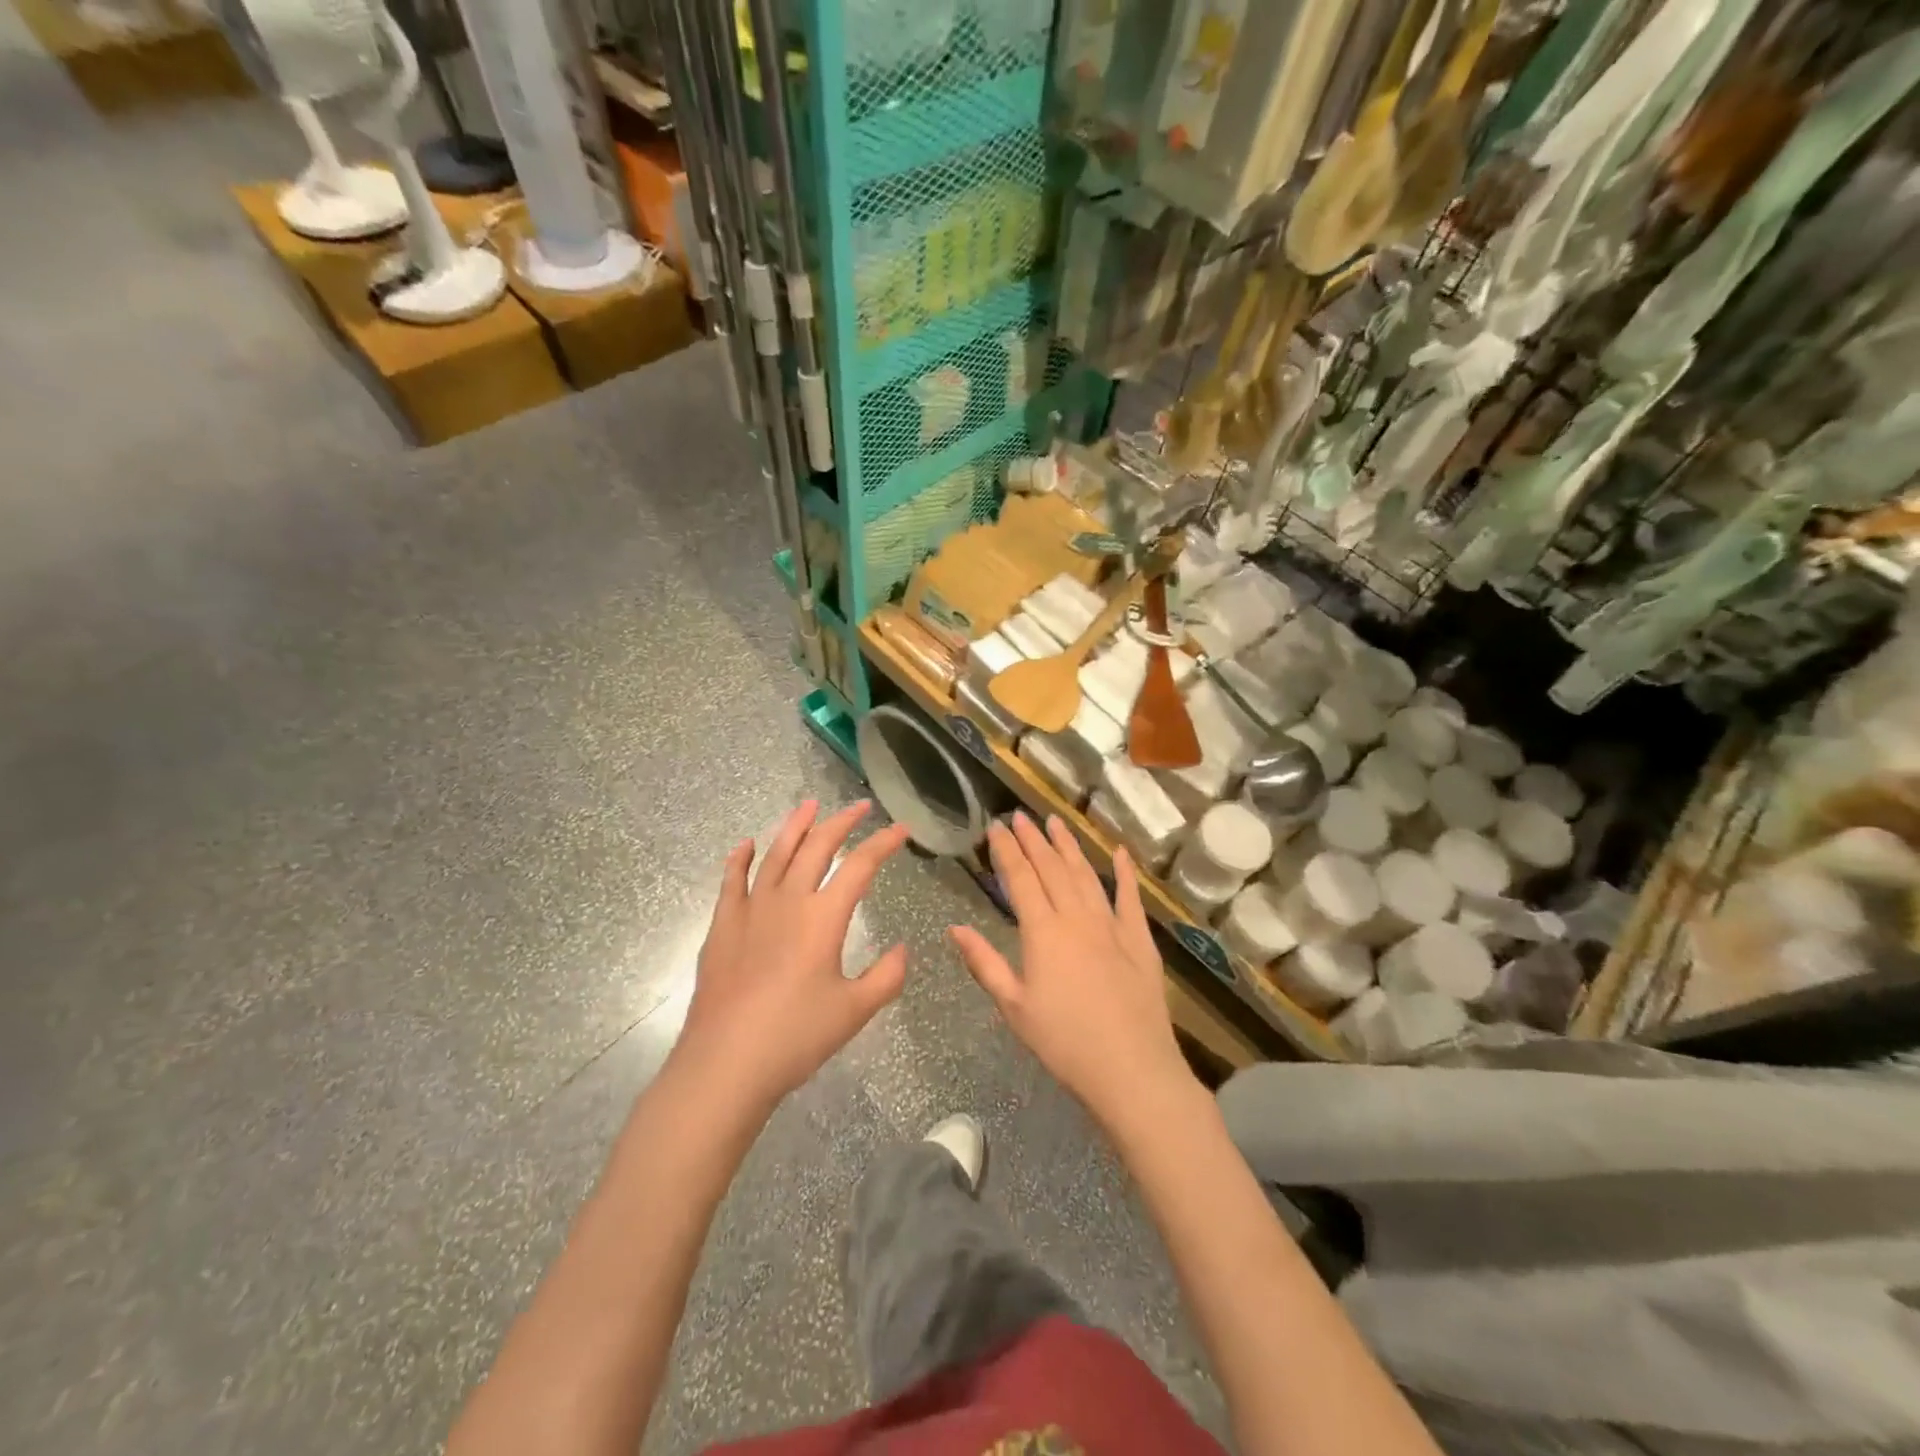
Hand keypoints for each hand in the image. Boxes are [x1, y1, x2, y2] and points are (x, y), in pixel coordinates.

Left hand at [678, 800, 911, 1109]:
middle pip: (817, 847)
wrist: (725, 1063)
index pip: (861, 865)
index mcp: (824, 917)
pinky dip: (741, 859)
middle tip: (860, 806)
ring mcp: (750, 909)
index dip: (883, 842)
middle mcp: (788, 901)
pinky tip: (746, 845)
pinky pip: (732, 881)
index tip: (901, 828)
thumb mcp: (855, 1011)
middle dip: (842, 821)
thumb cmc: (796, 1037)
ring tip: (809, 805)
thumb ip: (886, 976)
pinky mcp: (722, 926)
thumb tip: (902, 950)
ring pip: (775, 854)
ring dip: (795, 827)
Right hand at [950, 813, 1195, 1130]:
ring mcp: (1111, 925)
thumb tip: (954, 928)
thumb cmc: (1064, 1043)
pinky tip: (1119, 853)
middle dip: (1033, 839)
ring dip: (1069, 846)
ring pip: (1086, 874)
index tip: (996, 826)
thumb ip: (984, 962)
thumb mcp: (1014, 1006)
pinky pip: (1130, 897)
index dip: (1006, 850)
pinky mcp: (1139, 940)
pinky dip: (1124, 873)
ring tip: (1056, 822)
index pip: (1020, 878)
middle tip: (1020, 815)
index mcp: (1042, 932)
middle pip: (1051, 868)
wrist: (1131, 1069)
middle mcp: (1076, 917)